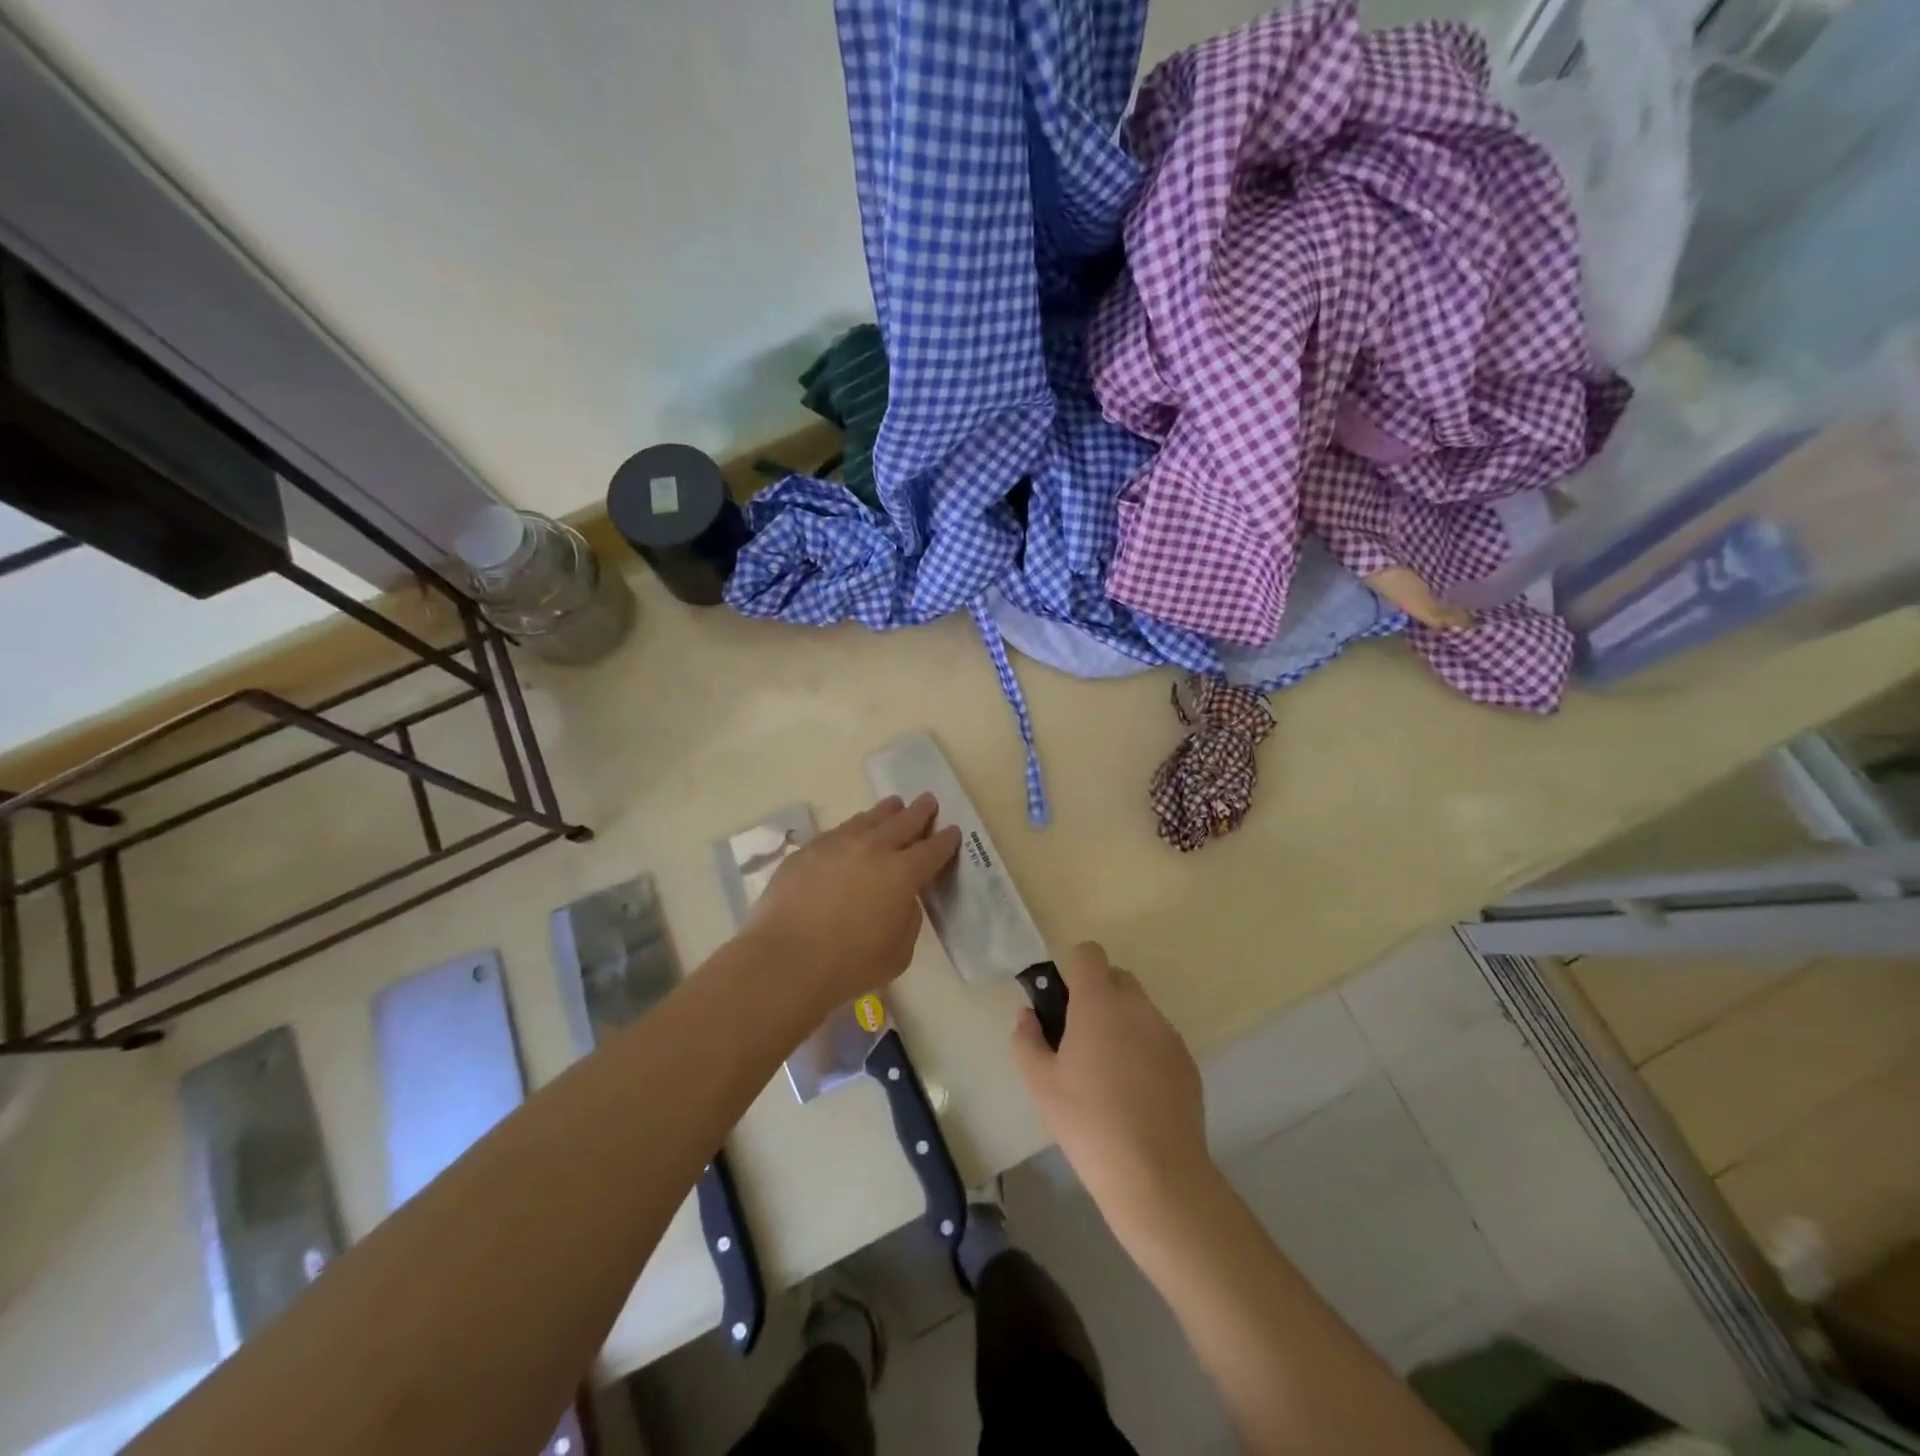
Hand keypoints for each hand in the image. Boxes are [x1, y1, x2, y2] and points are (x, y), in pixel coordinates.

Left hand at [745, 794, 960, 1010]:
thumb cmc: (850, 964)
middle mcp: (873, 849)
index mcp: (902, 873)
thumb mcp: (899, 951)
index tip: (952, 830)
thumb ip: (907, 918)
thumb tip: (901, 899)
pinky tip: (852, 831)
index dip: (945, 840)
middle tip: (928, 800)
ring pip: (868, 819)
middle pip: (903, 822)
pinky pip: (837, 832)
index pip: (932, 850)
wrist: (787, 959)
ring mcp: (837, 845)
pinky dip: (852, 828)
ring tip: (893, 804)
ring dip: (885, 811)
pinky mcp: (807, 851)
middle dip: (919, 811)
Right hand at [1011, 943, 1211, 1235]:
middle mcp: (1137, 1006)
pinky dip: (1145, 1050)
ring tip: (1109, 1073)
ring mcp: (1166, 1032)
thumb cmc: (1088, 1121)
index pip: (1089, 953)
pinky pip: (1159, 1038)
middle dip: (1098, 995)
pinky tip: (1136, 1094)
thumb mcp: (1040, 1083)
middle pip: (1117, 978)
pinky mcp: (1187, 1060)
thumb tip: (1027, 1014)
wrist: (1156, 1173)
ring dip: (1122, 1023)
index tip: (1063, 1003)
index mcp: (1099, 1002)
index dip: (1074, 969)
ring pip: (1139, 1009)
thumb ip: (1026, 1039)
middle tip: (1080, 1039)